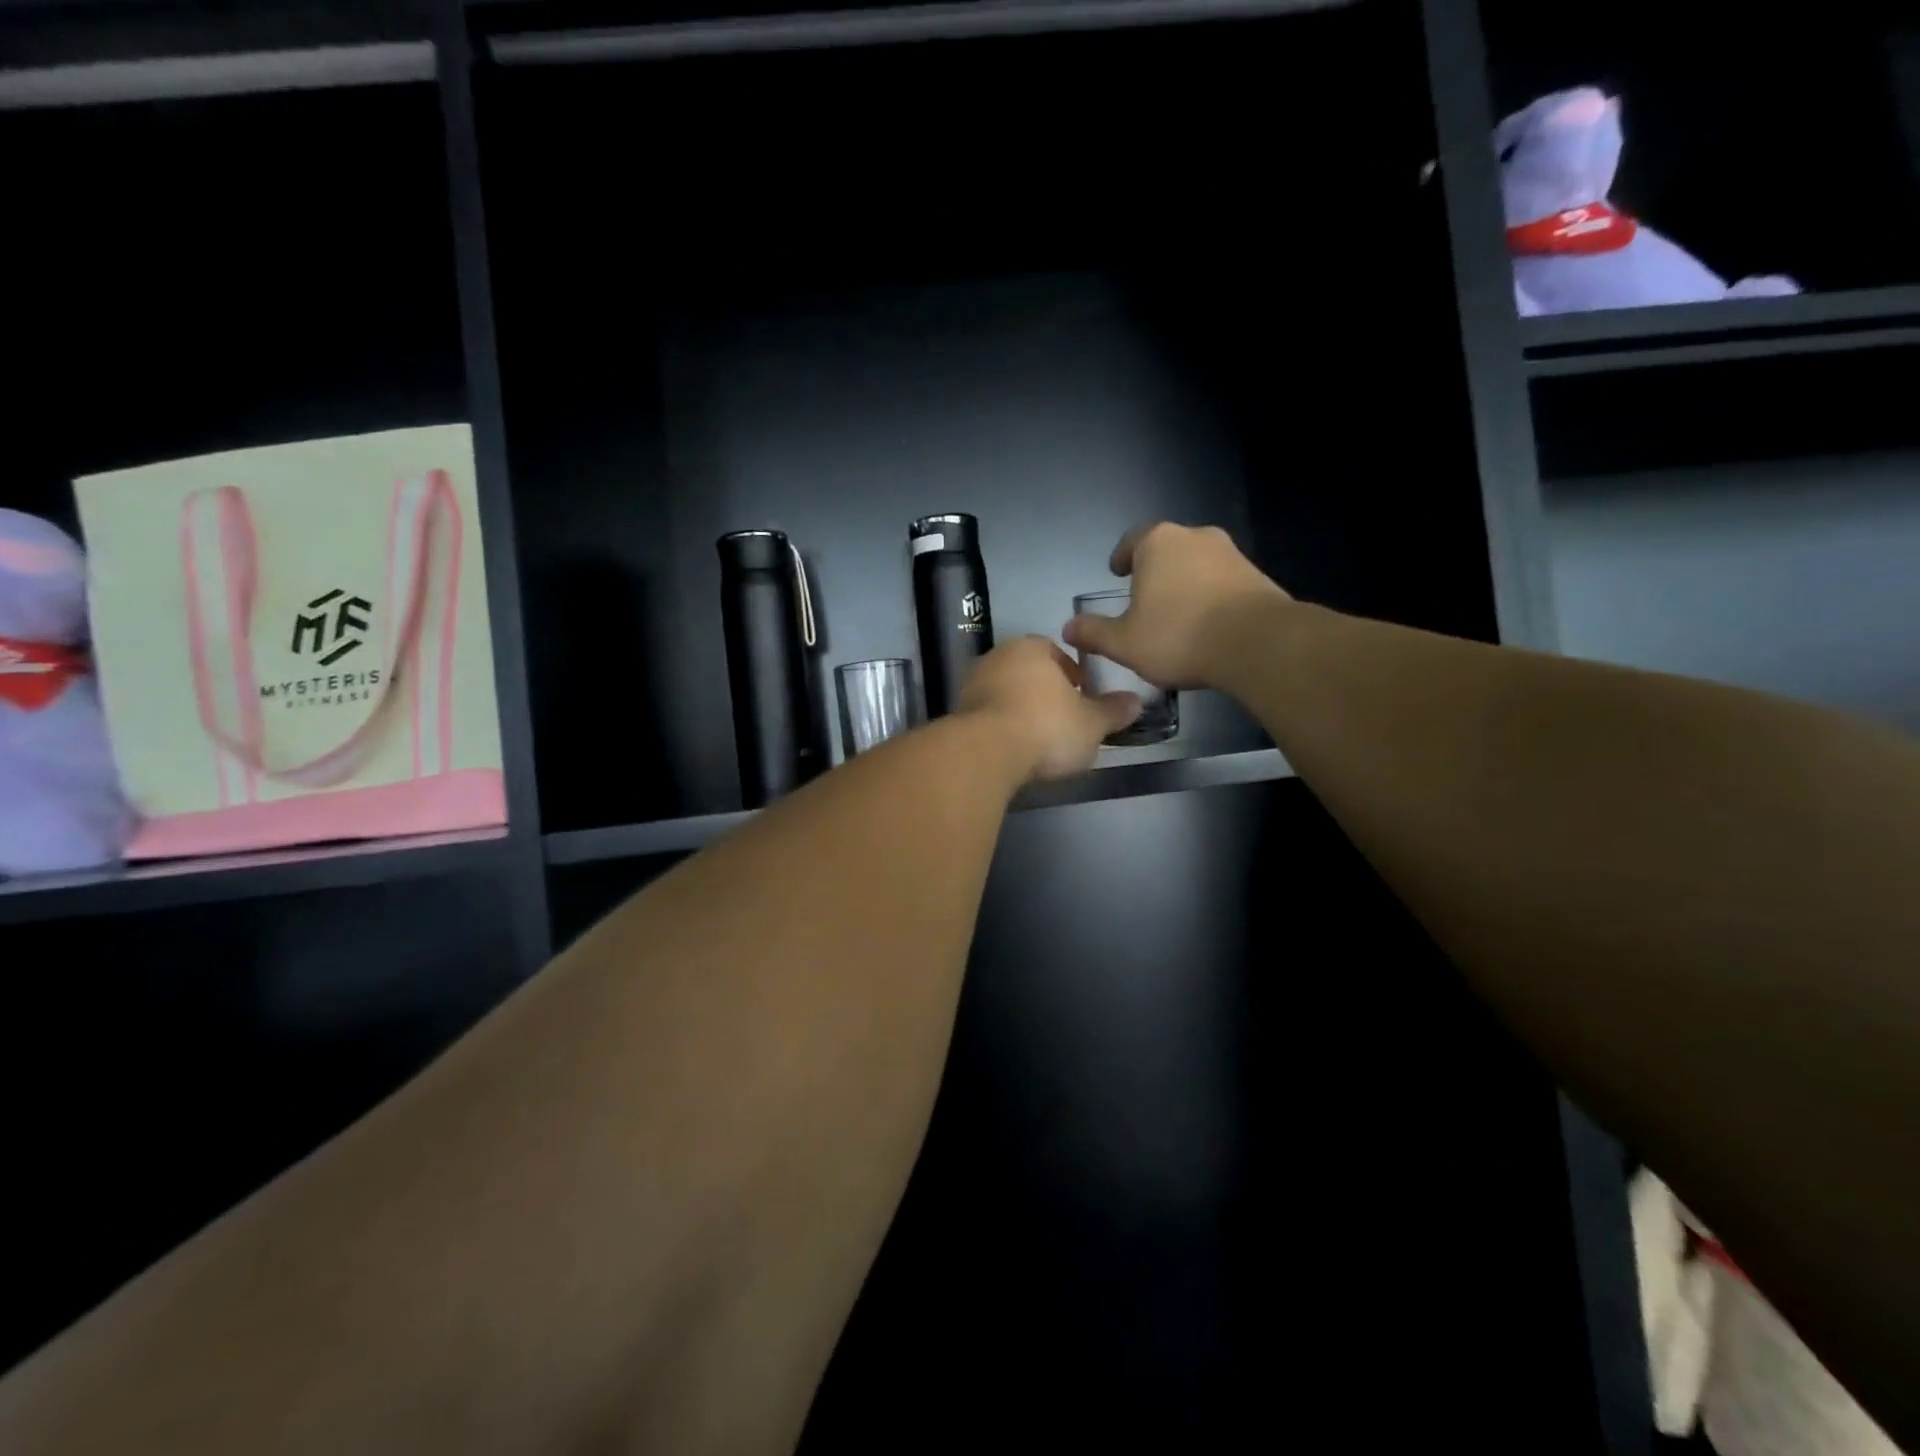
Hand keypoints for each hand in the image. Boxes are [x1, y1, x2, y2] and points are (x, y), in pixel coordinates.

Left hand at [957, 635, 1141, 783]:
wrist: (985, 752)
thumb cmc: (1046, 727)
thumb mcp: (1092, 724)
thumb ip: (1113, 711)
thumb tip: (1136, 702)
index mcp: (1031, 648)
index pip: (1055, 652)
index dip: (1071, 675)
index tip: (1082, 697)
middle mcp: (997, 657)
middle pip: (1027, 672)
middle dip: (1044, 692)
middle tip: (1062, 719)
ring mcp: (972, 685)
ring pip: (1004, 694)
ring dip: (1020, 710)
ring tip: (1038, 739)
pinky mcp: (957, 714)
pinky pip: (987, 717)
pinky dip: (1000, 728)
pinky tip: (1013, 750)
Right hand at [1062, 523, 1287, 690]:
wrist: (1259, 643)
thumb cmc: (1179, 636)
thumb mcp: (1124, 643)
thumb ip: (1094, 633)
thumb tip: (1068, 628)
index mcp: (1157, 543)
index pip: (1131, 541)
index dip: (1121, 557)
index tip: (1117, 573)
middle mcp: (1195, 536)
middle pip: (1166, 550)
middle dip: (1153, 571)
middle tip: (1143, 598)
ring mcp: (1231, 553)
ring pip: (1196, 564)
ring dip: (1184, 584)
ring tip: (1176, 616)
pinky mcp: (1257, 575)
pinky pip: (1222, 582)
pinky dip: (1210, 596)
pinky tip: (1206, 626)